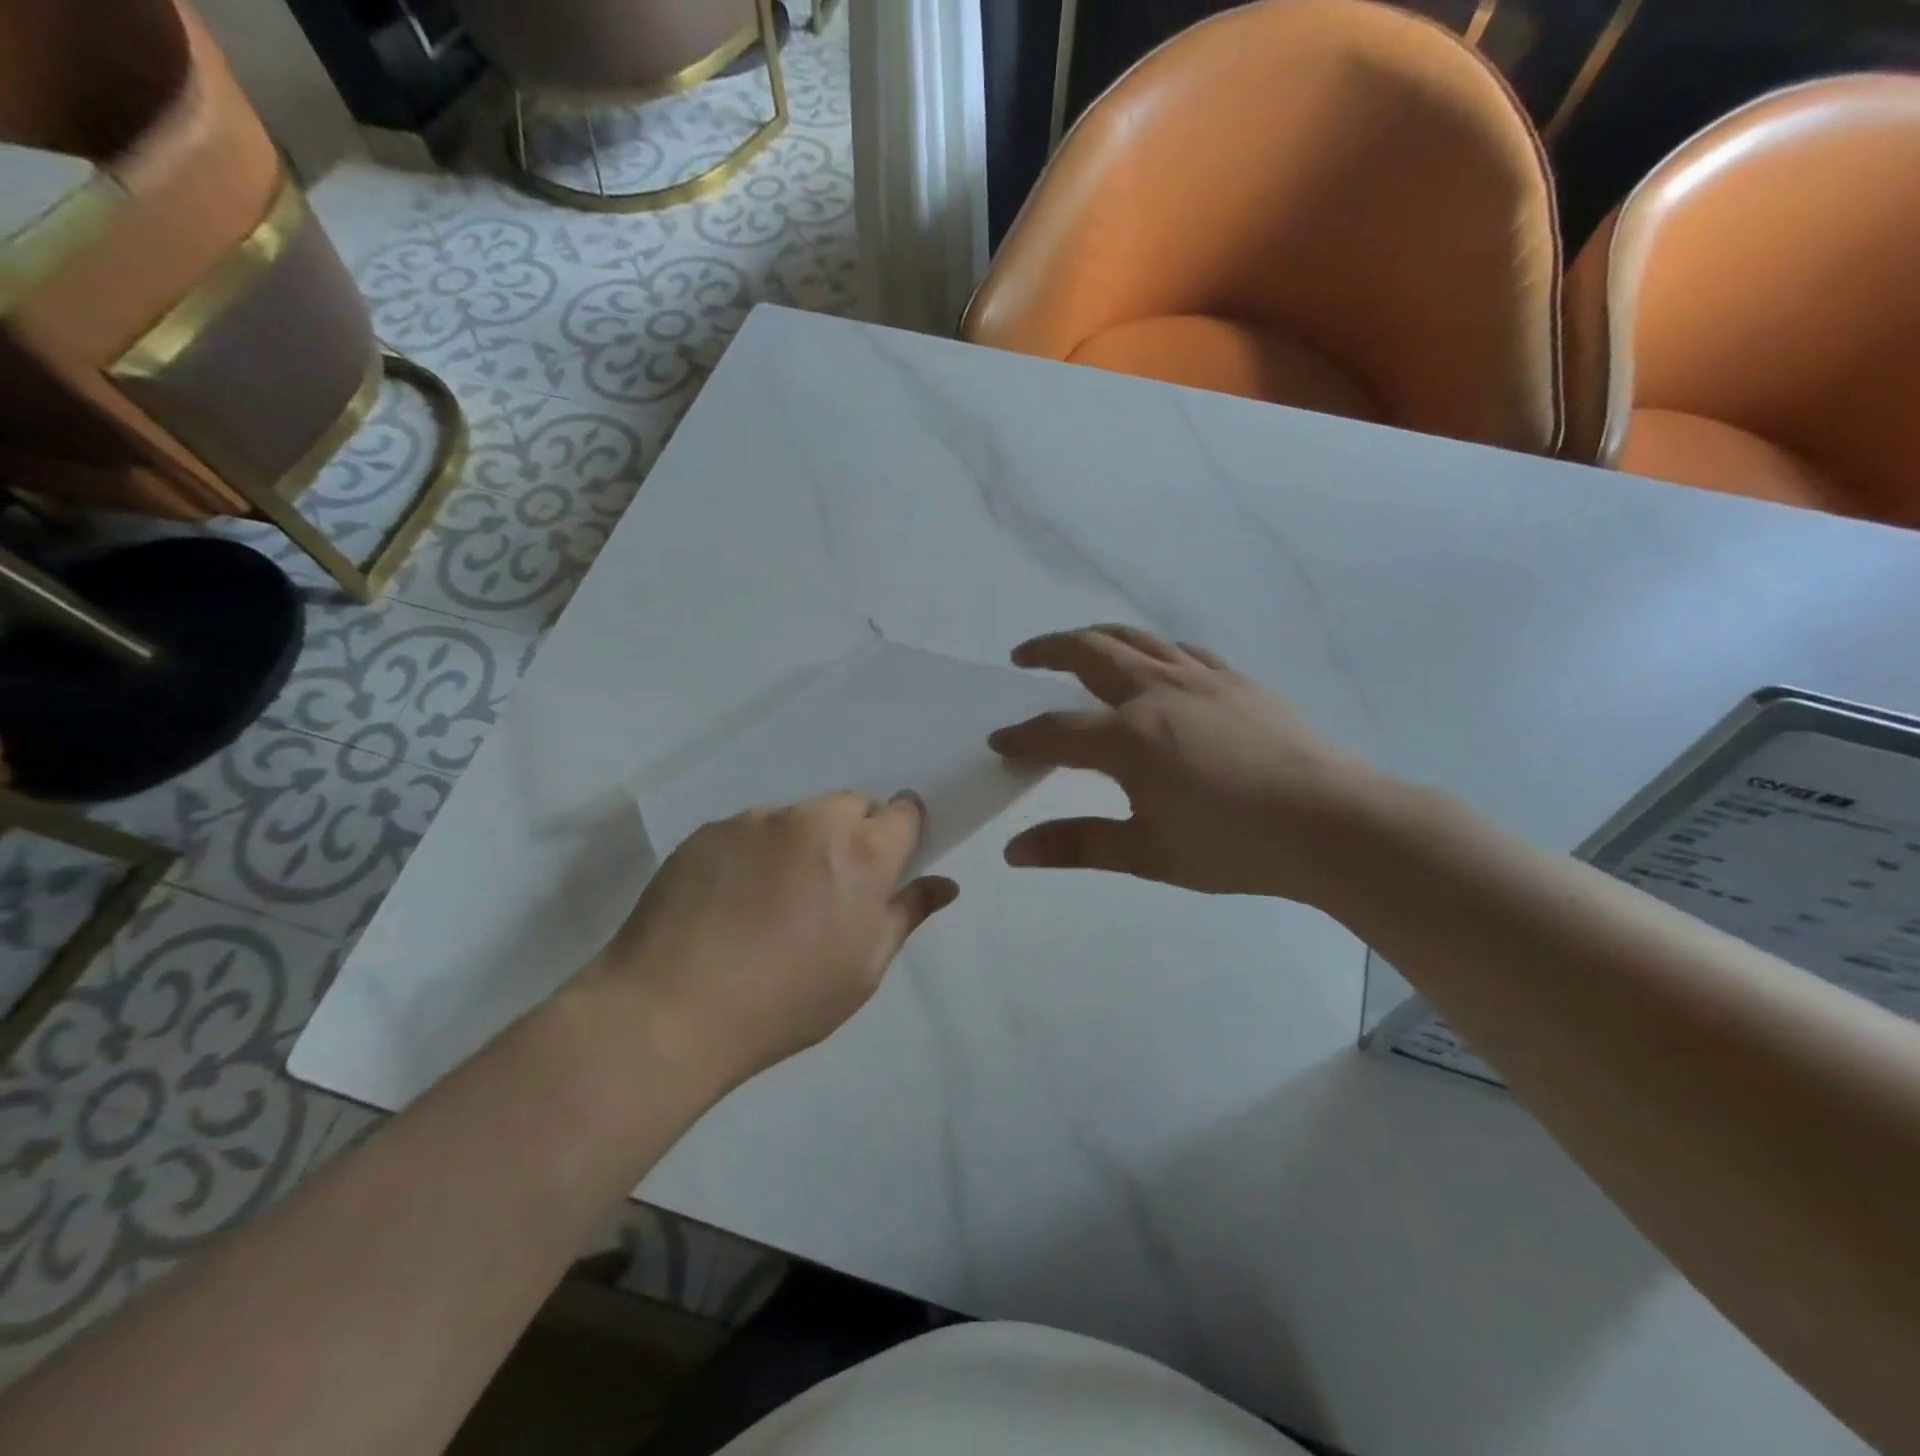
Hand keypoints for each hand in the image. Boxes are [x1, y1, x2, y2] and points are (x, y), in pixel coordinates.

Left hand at [586, 793, 956, 1093]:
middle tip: (830, 889)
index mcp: (863, 852)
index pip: (903, 810)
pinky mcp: (708, 831)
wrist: (671, 1010)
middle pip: (851, 805)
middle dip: (853, 834)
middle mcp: (813, 820)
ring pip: (797, 817)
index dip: (902, 831)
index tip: (889, 862)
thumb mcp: (863, 969)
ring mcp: (755, 820)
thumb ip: (907, 914)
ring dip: (801, 842)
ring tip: (771, 900)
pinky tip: (730, 901)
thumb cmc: (787, 1000)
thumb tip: (946, 884)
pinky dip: (754, 852)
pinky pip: (749, 830)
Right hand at [989, 625, 1388, 904]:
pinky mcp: (1235, 680)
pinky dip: (1149, 648)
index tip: (999, 741)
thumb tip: (1013, 852)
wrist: (1335, 823)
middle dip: (1047, 651)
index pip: (1056, 731)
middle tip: (1022, 656)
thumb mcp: (1148, 853)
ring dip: (1095, 638)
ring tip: (1077, 646)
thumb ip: (1077, 844)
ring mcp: (1200, 679)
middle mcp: (1157, 692)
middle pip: (1088, 654)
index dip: (1022, 737)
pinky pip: (1179, 650)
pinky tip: (1152, 664)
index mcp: (1129, 737)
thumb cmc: (1236, 845)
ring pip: (1134, 640)